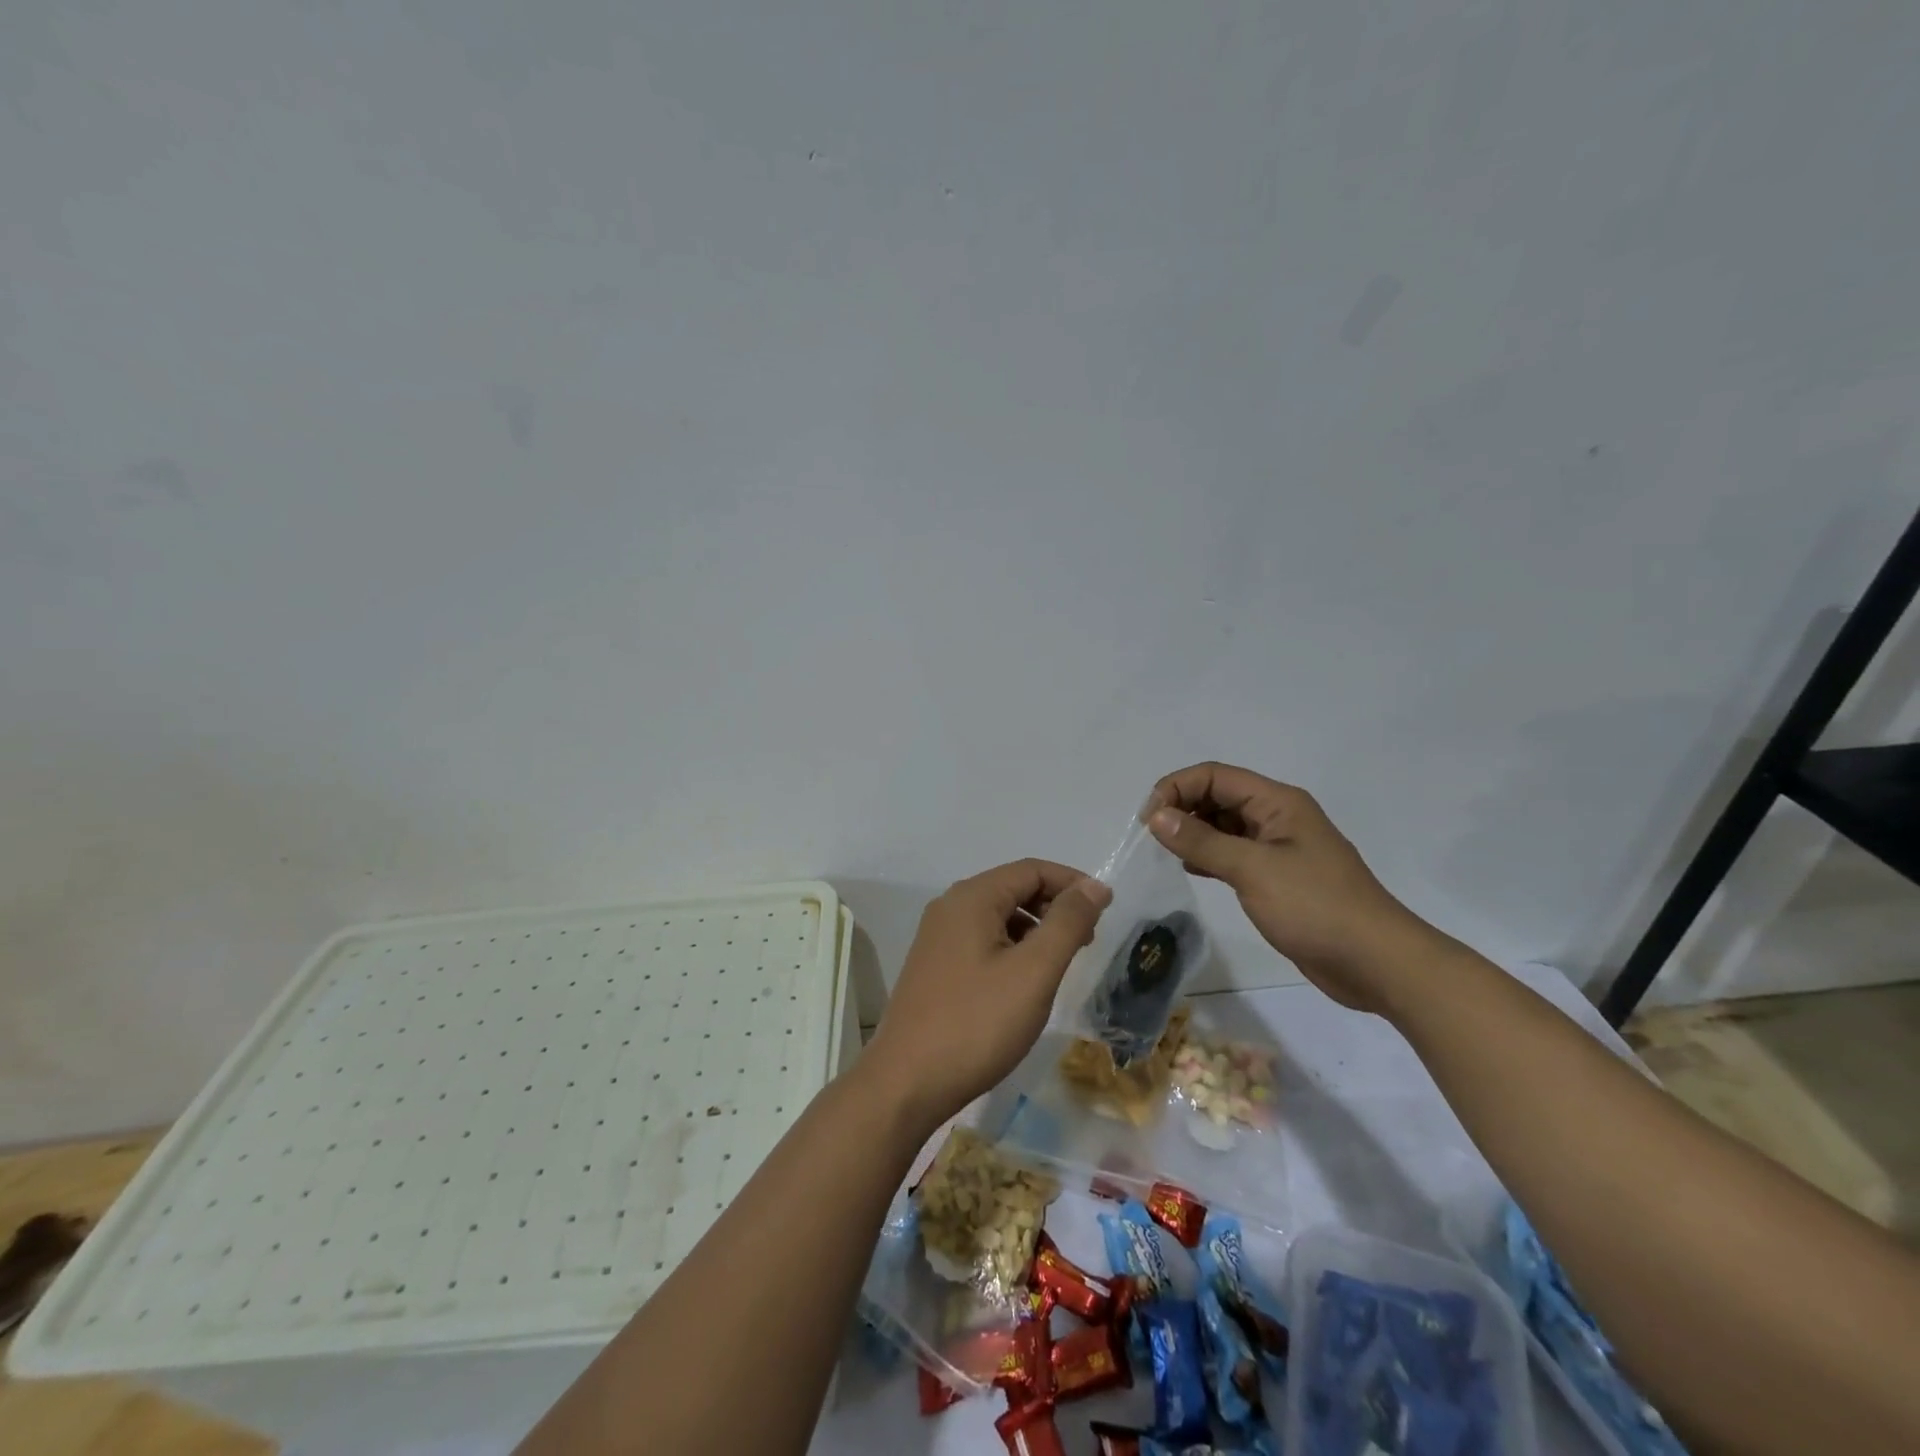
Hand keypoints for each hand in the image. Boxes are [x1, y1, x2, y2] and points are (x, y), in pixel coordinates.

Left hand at [860, 860, 1111, 1126]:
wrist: (906, 1083)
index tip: (1105, 909)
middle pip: (1013, 888)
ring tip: (1061, 962)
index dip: (1072, 883)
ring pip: (998, 916)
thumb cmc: (977, 1023)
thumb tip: (1094, 885)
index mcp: (972, 897)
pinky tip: (1025, 981)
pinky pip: (982, 939)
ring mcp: (938, 937)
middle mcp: (950, 907)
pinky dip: (1012, 947)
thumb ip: (1067, 923)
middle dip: (1054, 906)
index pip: (1031, 869)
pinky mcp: (935, 966)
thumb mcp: (1034, 971)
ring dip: (1034, 928)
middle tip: (1087, 940)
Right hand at [1145, 762, 1435, 1012]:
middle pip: (1219, 795)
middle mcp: (1277, 817)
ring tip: (1164, 852)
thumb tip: (1157, 816)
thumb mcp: (1253, 869)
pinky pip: (1234, 853)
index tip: (1148, 820)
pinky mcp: (1278, 877)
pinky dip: (1209, 855)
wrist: (1377, 963)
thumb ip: (1202, 841)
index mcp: (1277, 802)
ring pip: (1225, 825)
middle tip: (1152, 838)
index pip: (1215, 776)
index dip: (1177, 788)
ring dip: (1193, 832)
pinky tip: (1190, 869)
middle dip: (1182, 808)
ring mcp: (1279, 848)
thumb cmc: (1316, 907)